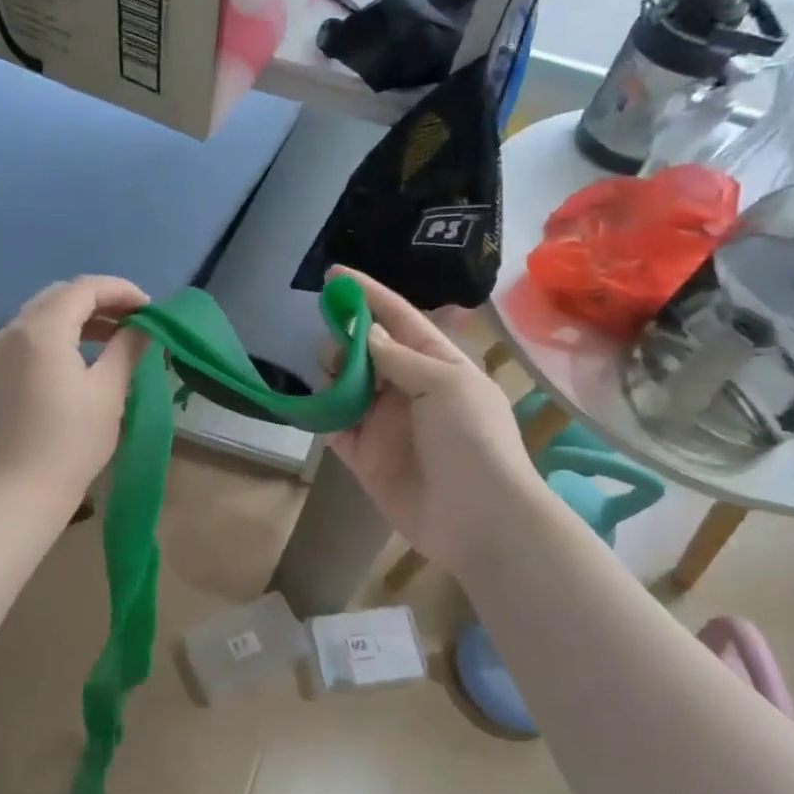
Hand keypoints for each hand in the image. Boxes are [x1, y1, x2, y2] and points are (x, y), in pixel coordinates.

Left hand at [0, 275, 149, 503]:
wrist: (22, 489)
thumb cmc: (72, 441)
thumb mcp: (109, 392)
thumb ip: (127, 348)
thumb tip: (144, 326)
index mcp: (42, 331)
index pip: (84, 289)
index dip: (121, 291)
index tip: (150, 308)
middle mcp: (14, 329)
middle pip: (61, 295)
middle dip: (101, 300)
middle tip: (136, 318)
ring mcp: (1, 348)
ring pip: (45, 312)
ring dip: (81, 315)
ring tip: (117, 334)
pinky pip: (32, 333)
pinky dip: (61, 332)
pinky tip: (86, 351)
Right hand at [327, 268, 539, 570]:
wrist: (478, 518)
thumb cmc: (472, 440)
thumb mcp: (446, 385)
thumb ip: (401, 358)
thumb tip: (365, 335)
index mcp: (437, 365)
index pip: (398, 320)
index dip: (368, 296)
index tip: (334, 275)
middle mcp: (408, 388)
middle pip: (367, 351)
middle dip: (345, 338)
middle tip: (332, 342)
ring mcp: (384, 423)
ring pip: (346, 386)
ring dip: (332, 374)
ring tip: (329, 375)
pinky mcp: (364, 455)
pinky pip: (335, 426)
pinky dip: (322, 414)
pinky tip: (314, 405)